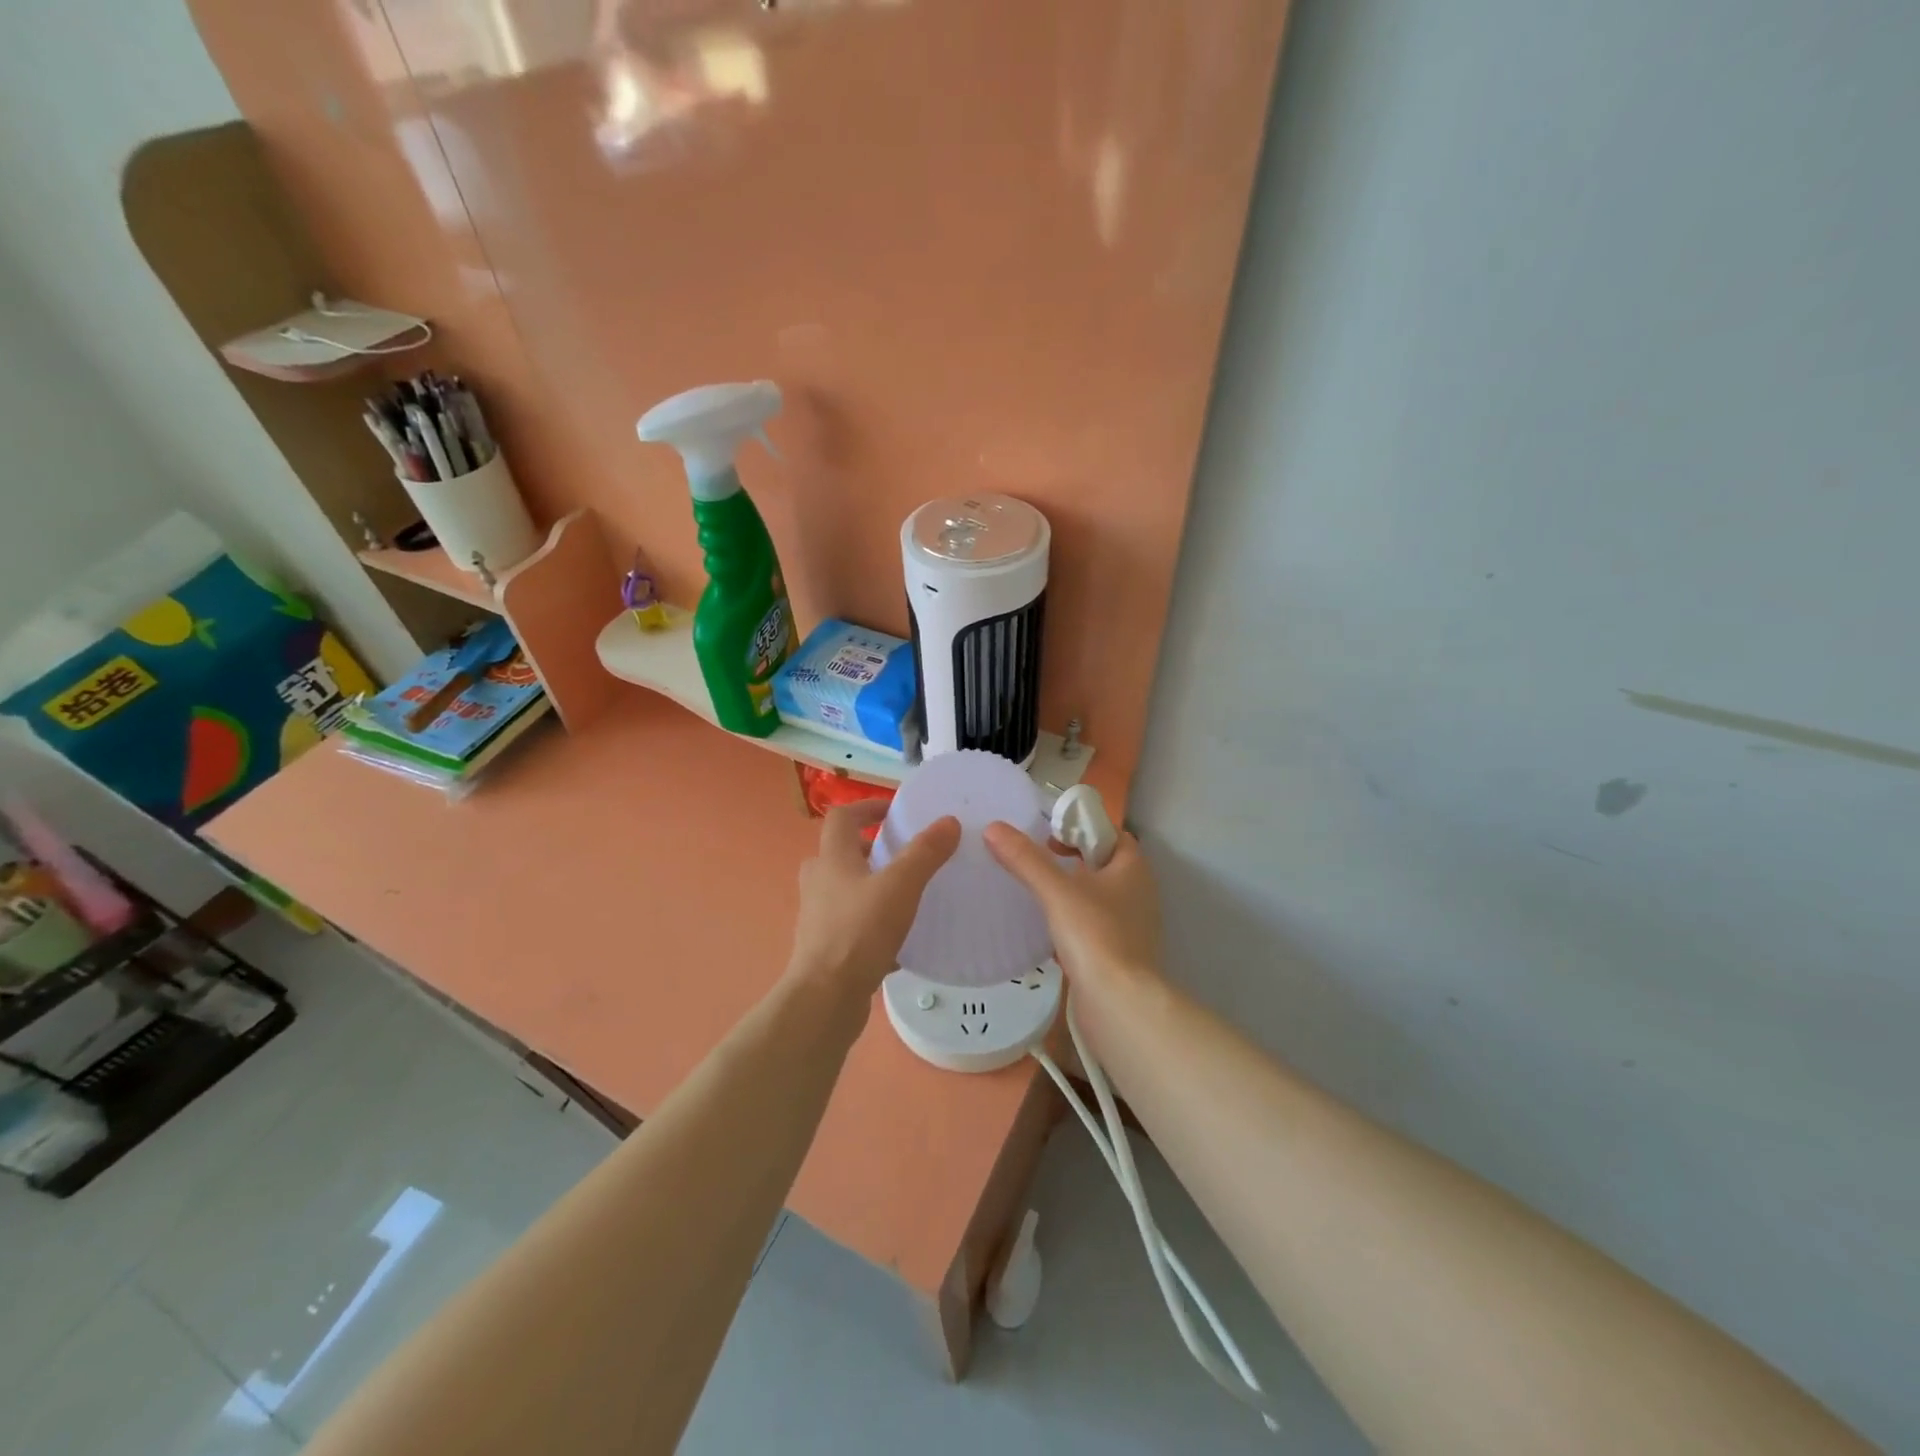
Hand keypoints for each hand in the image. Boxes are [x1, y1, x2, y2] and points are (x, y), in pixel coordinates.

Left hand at [785, 800, 959, 1003]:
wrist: (825, 998)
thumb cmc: (859, 932)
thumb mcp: (900, 887)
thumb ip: (925, 853)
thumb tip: (948, 821)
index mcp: (831, 859)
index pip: (842, 817)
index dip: (867, 807)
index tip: (894, 811)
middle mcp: (819, 883)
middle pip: (840, 853)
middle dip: (870, 849)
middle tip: (902, 855)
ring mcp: (818, 917)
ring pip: (845, 890)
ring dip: (871, 886)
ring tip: (905, 895)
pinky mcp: (824, 948)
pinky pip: (851, 925)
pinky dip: (872, 924)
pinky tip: (899, 943)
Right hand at [983, 822, 1161, 995]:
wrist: (1119, 1004)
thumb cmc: (1095, 936)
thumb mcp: (1056, 892)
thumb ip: (1026, 859)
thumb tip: (994, 828)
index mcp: (1133, 869)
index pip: (1111, 834)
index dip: (1082, 829)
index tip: (1049, 835)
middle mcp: (1139, 893)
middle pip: (1103, 864)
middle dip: (1072, 859)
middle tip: (1038, 861)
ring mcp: (1132, 926)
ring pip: (1099, 896)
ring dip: (1072, 891)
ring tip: (1037, 892)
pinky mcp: (1119, 953)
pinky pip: (1094, 925)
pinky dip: (1074, 921)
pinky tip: (1048, 928)